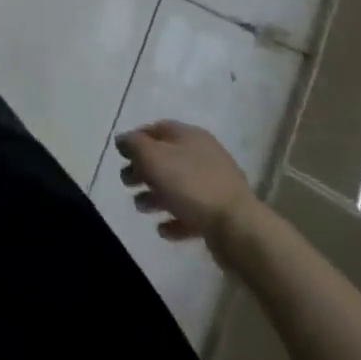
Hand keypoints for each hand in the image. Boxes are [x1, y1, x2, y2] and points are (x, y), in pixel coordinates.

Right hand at [116, 120, 259, 261]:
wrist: (239, 228)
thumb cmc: (191, 185)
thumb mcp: (153, 157)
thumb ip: (134, 145)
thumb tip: (123, 139)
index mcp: (189, 136)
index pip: (157, 129)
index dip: (136, 139)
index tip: (121, 155)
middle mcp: (203, 155)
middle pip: (166, 158)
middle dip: (143, 170)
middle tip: (126, 183)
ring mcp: (215, 185)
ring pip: (178, 186)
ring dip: (156, 195)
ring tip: (140, 207)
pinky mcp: (221, 213)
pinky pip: (192, 212)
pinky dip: (175, 218)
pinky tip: (163, 230)